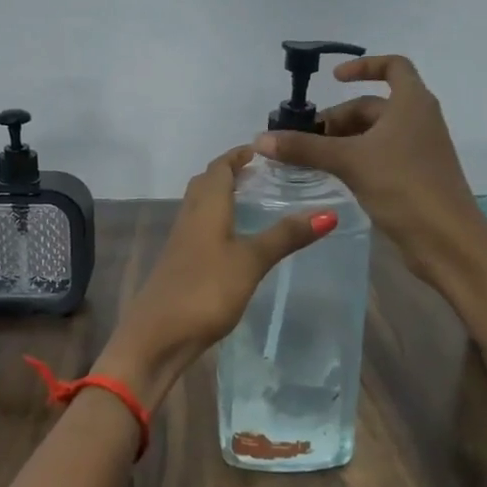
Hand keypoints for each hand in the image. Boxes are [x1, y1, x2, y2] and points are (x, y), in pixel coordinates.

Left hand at [99, 147, 335, 394]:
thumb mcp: (251, 261)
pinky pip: (199, 230)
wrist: (157, 336)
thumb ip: (285, 236)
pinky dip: (217, 222)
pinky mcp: (179, 265)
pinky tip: (233, 241)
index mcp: (206, 208)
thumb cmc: (205, 290)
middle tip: (260, 174)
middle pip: (206, 184)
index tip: (262, 150)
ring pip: (200, 207)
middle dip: (229, 173)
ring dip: (221, 197)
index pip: (219, 168)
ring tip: (251, 202)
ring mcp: (181, 243)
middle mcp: (190, 218)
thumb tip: (329, 213)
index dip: (237, 156)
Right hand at [252, 54, 485, 285]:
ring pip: (375, 134)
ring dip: (344, 140)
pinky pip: (381, 156)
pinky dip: (357, 159)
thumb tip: (261, 139)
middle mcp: (419, 120)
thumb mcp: (350, 162)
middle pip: (374, 106)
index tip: (334, 79)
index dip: (363, 66)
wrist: (447, 241)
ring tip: (312, 159)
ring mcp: (419, 150)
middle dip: (339, 118)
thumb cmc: (403, 186)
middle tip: (306, 139)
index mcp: (412, 103)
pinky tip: (335, 176)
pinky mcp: (415, 177)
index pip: (393, 66)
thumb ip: (305, 148)